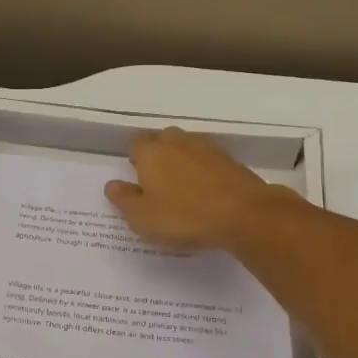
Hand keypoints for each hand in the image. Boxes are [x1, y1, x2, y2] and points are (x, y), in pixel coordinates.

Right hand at [105, 127, 284, 249]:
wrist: (245, 214)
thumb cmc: (184, 216)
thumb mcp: (142, 218)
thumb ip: (124, 199)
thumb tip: (112, 185)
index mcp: (151, 151)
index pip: (135, 142)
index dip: (134, 157)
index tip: (136, 178)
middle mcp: (177, 141)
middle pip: (161, 140)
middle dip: (157, 155)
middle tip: (157, 183)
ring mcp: (206, 147)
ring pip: (186, 147)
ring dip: (181, 161)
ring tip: (182, 188)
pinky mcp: (230, 159)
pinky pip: (207, 160)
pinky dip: (203, 171)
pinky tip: (205, 192)